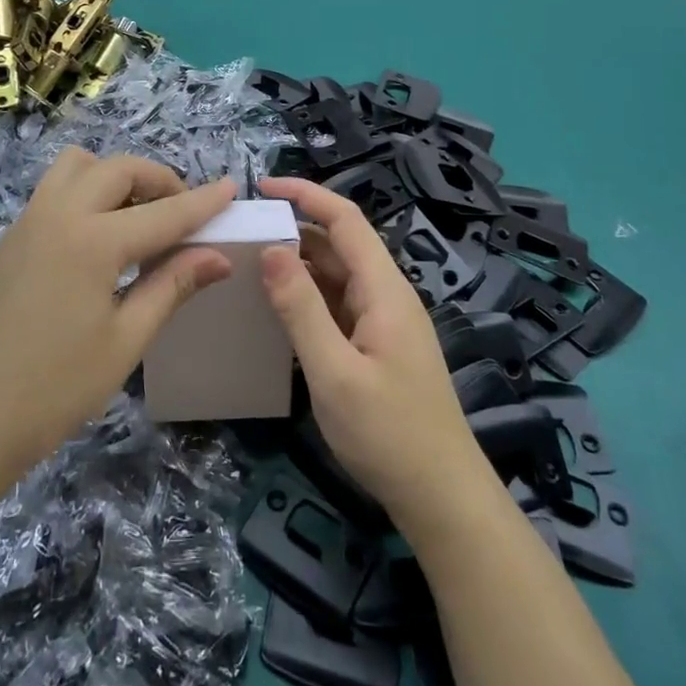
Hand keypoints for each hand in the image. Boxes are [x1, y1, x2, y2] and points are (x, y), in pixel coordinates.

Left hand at [0, 149, 236, 476]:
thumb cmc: (53, 389)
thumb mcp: (124, 340)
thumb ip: (172, 287)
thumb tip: (219, 256)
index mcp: (91, 240)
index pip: (163, 212)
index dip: (202, 202)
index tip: (232, 187)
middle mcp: (58, 214)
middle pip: (117, 168)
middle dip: (158, 180)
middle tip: (182, 213)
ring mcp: (27, 222)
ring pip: (77, 167)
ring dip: (114, 177)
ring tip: (136, 218)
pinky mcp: (10, 239)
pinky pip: (54, 191)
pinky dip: (86, 194)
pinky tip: (98, 241)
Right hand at [258, 177, 493, 536]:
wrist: (441, 499)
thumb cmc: (388, 433)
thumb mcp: (334, 371)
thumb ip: (300, 308)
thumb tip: (270, 248)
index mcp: (383, 289)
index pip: (345, 219)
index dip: (306, 194)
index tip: (262, 186)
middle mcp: (386, 295)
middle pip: (339, 244)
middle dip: (295, 227)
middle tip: (244, 231)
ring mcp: (383, 321)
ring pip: (337, 274)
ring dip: (299, 263)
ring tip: (251, 261)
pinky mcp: (377, 345)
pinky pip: (338, 304)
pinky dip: (308, 295)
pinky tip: (278, 306)